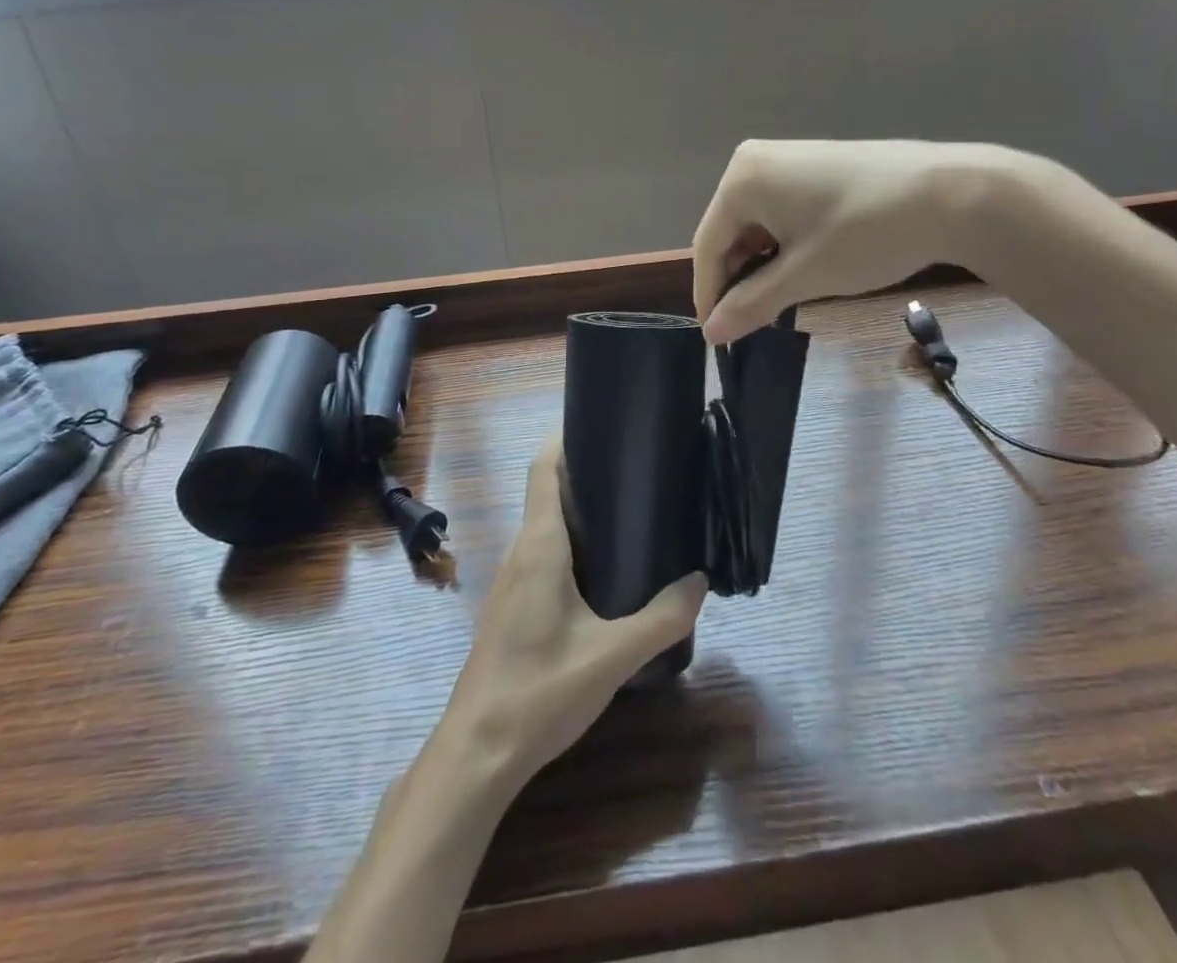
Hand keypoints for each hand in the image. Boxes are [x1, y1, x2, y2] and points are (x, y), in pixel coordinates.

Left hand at [441, 432, 708, 791]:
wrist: (477, 753)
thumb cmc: (540, 692)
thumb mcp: (612, 656)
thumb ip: (662, 618)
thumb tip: (700, 582)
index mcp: (540, 546)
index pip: (544, 470)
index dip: (565, 439)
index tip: (601, 423)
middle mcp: (521, 552)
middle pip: (548, 493)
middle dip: (587, 474)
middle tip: (637, 470)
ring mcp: (512, 581)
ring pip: (546, 526)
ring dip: (580, 512)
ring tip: (630, 512)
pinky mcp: (513, 607)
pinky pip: (543, 555)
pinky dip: (572, 544)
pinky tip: (604, 570)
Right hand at [693, 140, 1038, 343]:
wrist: (954, 193)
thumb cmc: (867, 234)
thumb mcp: (804, 275)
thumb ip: (751, 304)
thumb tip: (710, 333)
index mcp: (741, 179)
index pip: (708, 245)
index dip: (710, 294)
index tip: (716, 337)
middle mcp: (755, 161)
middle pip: (730, 231)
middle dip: (738, 278)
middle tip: (751, 322)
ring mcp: (787, 159)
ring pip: (757, 224)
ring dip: (762, 264)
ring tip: (779, 301)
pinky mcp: (816, 166)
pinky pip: (781, 211)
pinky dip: (784, 244)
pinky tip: (802, 268)